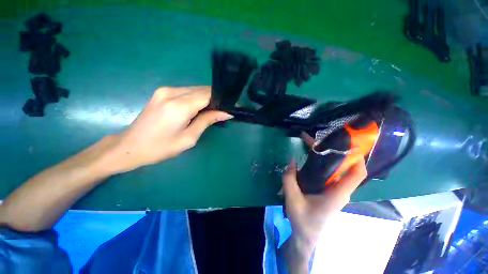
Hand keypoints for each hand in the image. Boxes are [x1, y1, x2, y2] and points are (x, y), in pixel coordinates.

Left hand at [109, 86, 232, 172]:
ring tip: (214, 110)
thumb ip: (207, 121)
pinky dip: (197, 98)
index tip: (232, 107)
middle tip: (224, 110)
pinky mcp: (162, 92)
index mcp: (179, 106)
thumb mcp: (189, 138)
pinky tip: (200, 108)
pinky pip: (186, 91)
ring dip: (207, 98)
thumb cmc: (161, 148)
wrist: (130, 146)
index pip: (208, 95)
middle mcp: (172, 92)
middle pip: (202, 90)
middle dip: (216, 98)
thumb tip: (226, 113)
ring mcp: (165, 90)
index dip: (222, 100)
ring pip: (195, 89)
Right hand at [282, 133, 366, 254]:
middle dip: (334, 151)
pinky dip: (322, 164)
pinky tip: (310, 159)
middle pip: (345, 167)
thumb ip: (290, 179)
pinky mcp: (327, 191)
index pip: (357, 174)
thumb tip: (291, 160)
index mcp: (337, 193)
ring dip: (326, 156)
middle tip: (318, 140)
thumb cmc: (303, 220)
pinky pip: (328, 174)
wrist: (306, 236)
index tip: (345, 143)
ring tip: (312, 145)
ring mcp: (334, 190)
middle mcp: (340, 190)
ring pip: (336, 169)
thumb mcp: (293, 199)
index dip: (357, 157)